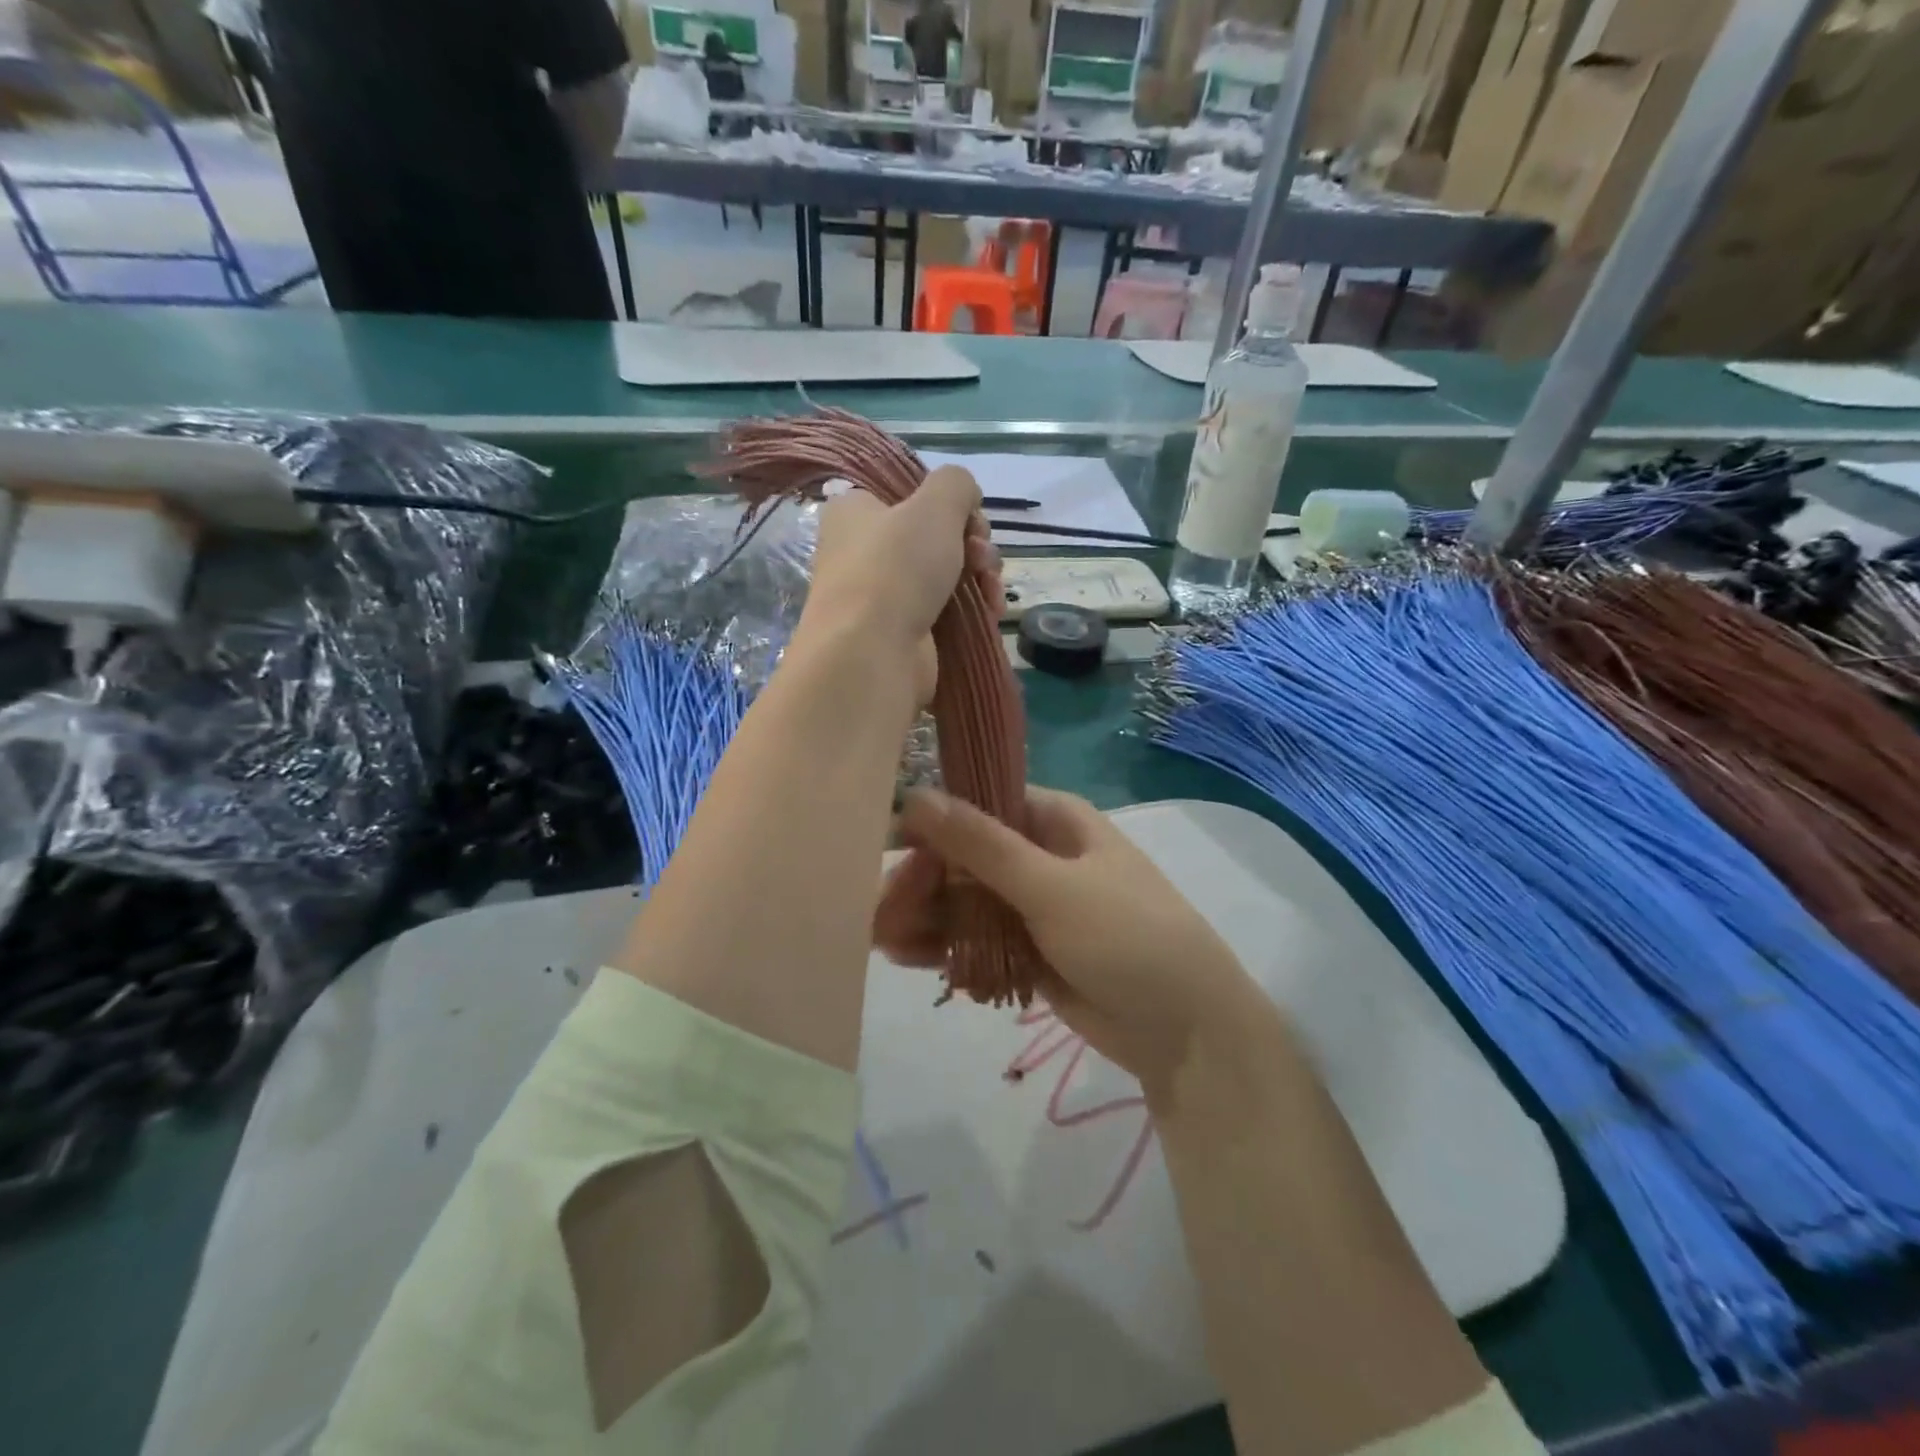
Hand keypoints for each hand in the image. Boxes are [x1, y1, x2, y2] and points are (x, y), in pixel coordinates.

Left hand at [796, 465, 999, 704]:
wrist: (872, 654)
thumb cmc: (896, 567)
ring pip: (945, 574)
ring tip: (993, 591)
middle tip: (983, 558)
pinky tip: (992, 612)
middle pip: (934, 536)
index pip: (909, 494)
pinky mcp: (901, 632)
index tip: (972, 518)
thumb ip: (956, 483)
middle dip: (973, 544)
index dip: (948, 503)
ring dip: (980, 577)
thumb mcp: (935, 504)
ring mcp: (881, 596)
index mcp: (855, 511)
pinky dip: (972, 609)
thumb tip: (966, 498)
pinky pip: (945, 610)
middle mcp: (862, 551)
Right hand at [875, 785, 1280, 1101]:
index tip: (884, 847)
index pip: (978, 805)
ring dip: (924, 916)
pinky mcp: (1028, 950)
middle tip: (876, 911)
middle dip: (921, 881)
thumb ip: (981, 845)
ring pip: (965, 901)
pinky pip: (976, 938)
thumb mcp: (1052, 886)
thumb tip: (916, 794)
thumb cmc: (1126, 937)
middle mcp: (1039, 855)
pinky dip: (945, 945)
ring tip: (879, 939)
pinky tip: (905, 957)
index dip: (931, 823)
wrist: (1186, 1030)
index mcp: (1053, 820)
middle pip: (964, 857)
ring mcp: (1033, 905)